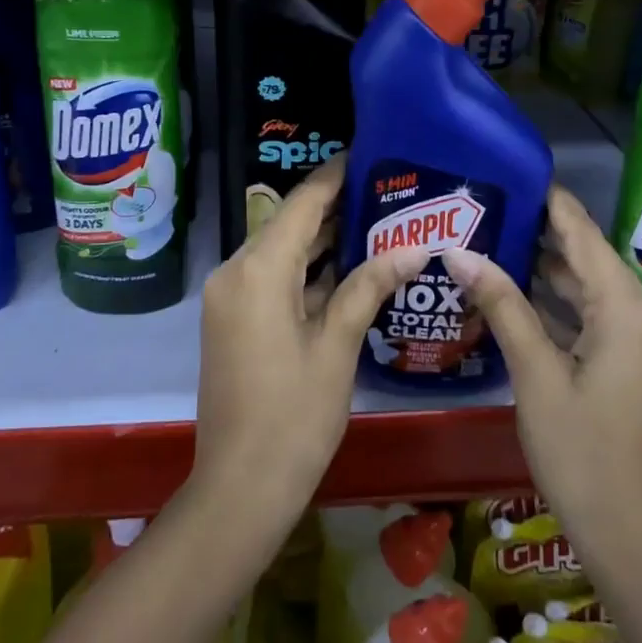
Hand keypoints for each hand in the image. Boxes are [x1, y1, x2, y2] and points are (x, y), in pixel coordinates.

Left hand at [192, 157, 428, 536]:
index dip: (334, 176)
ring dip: (321, 238)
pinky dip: (306, 268)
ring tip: (375, 218)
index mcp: (259, 270)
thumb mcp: (337, 347)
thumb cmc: (294, 418)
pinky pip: (272, 276)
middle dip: (334, 205)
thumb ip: (368, 287)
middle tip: (385, 190)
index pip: (302, 203)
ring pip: (280, 250)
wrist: (239, 488)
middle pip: (289, 223)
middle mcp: (235, 272)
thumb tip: (411, 249)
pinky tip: (347, 265)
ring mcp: (230, 296)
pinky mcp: (233, 318)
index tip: (367, 154)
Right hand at [444, 185, 641, 563]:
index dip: (553, 203)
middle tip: (494, 208)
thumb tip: (459, 252)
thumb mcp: (535, 374)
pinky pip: (603, 321)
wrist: (630, 538)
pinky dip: (568, 308)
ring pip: (597, 293)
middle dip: (545, 237)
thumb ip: (502, 305)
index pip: (586, 237)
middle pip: (592, 262)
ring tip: (500, 241)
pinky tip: (526, 295)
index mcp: (630, 313)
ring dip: (554, 274)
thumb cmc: (580, 453)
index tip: (517, 173)